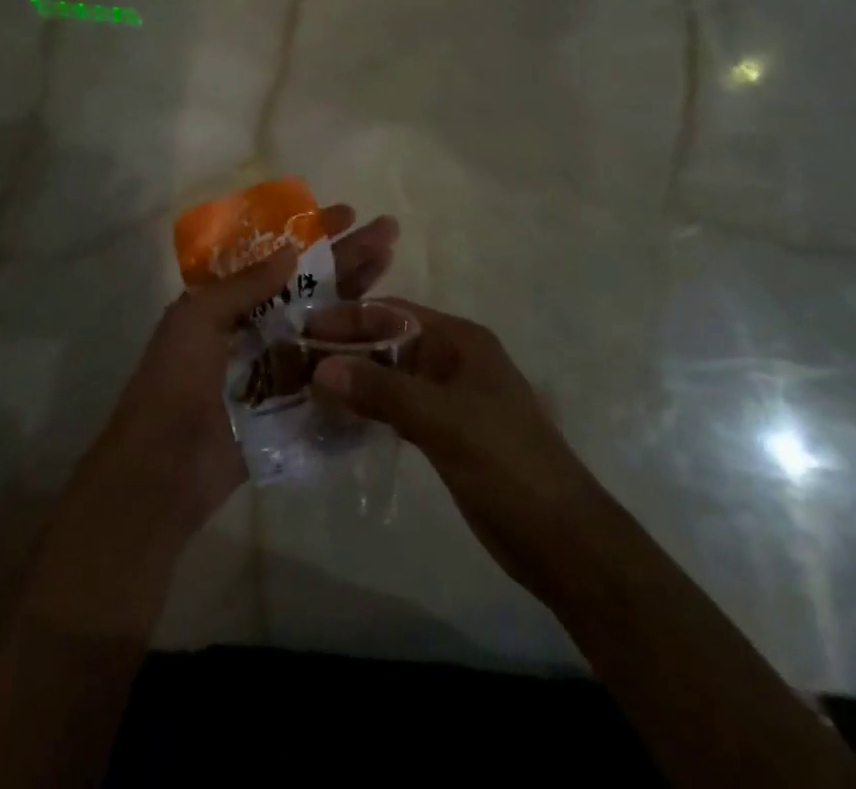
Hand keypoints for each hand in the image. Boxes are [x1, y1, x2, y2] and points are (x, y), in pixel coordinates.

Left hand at [73, 205, 400, 547]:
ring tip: (392, 264)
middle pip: (312, 284)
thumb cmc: (175, 380)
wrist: (165, 467)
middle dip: (348, 256)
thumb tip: (292, 251)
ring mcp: (279, 364)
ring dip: (360, 294)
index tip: (347, 213)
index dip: (312, 234)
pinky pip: (331, 369)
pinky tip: (390, 333)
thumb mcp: (197, 318)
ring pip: (327, 321)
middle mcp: (258, 326)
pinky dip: (358, 352)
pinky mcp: (296, 402)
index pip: (278, 256)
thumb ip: (245, 285)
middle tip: (388, 230)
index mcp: (228, 302)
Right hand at [310, 303, 591, 608]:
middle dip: (344, 350)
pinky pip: (395, 410)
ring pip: (389, 378)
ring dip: (352, 382)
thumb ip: (381, 390)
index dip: (346, 318)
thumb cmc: (507, 464)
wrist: (564, 541)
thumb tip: (319, 368)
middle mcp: (451, 360)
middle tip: (291, 362)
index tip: (299, 328)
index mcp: (459, 340)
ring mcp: (448, 398)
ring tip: (302, 387)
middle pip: (387, 343)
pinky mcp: (443, 434)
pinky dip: (367, 411)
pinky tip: (336, 420)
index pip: (391, 314)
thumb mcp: (442, 420)